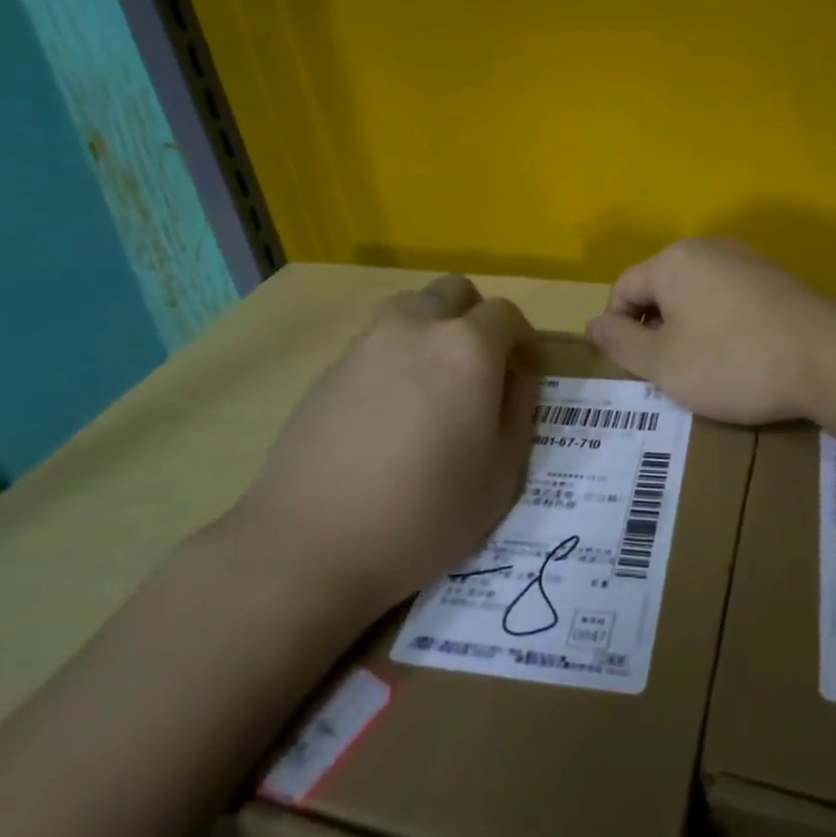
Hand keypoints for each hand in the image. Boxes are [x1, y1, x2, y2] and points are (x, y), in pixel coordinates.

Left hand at [231, 275, 538, 621]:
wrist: (312, 544)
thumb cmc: (425, 514)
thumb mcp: (501, 472)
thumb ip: (519, 409)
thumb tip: (516, 375)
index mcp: (467, 348)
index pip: (506, 313)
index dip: (523, 340)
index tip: (523, 373)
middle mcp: (416, 328)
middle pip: (454, 291)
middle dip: (476, 318)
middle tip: (480, 369)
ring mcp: (366, 344)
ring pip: (411, 307)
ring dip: (432, 327)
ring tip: (433, 383)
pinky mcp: (329, 368)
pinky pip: (375, 341)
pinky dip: (395, 355)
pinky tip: (389, 411)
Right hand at [585, 239, 835, 423]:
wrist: (829, 358)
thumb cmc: (733, 361)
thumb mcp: (664, 364)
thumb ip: (620, 343)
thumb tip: (592, 324)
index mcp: (673, 261)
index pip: (623, 289)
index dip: (617, 330)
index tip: (632, 369)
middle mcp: (707, 248)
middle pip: (661, 288)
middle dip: (655, 329)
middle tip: (667, 373)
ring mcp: (747, 259)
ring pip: (697, 294)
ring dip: (689, 329)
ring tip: (704, 369)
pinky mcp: (776, 278)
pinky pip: (729, 298)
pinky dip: (722, 325)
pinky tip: (740, 356)